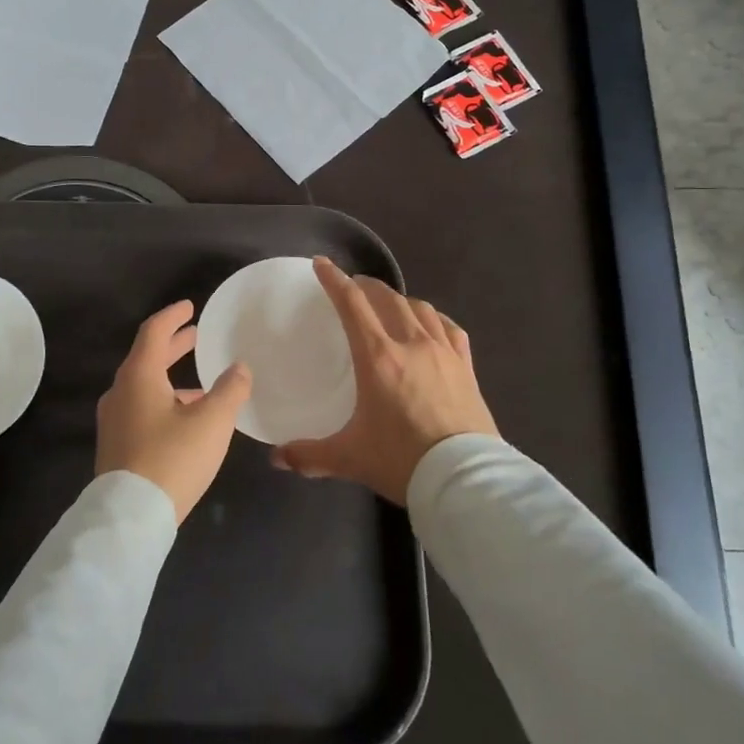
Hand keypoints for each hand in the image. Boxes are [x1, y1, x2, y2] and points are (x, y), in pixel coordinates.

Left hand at [96, 300, 252, 523]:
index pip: (154, 332)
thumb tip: (240, 368)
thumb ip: (230, 390)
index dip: (173, 316)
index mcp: (139, 376)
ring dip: (172, 377)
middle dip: (174, 345)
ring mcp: (114, 420)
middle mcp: (120, 392)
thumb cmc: (172, 459)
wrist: (129, 517)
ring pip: (145, 385)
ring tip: (203, 383)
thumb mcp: (212, 422)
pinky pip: (142, 408)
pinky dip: (165, 400)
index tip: (190, 307)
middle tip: (197, 336)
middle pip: (147, 357)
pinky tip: (188, 420)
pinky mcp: (117, 444)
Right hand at [274, 258, 497, 504]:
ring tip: (389, 305)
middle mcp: (411, 344)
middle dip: (367, 286)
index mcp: (377, 357)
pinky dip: (435, 320)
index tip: (322, 264)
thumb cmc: (402, 460)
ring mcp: (443, 352)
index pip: (352, 304)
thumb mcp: (350, 458)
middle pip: (387, 298)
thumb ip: (309, 454)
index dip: (334, 280)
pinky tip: (431, 326)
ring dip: (400, 300)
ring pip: (420, 308)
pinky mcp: (466, 367)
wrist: (464, 479)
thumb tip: (276, 458)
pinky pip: (450, 329)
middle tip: (353, 287)